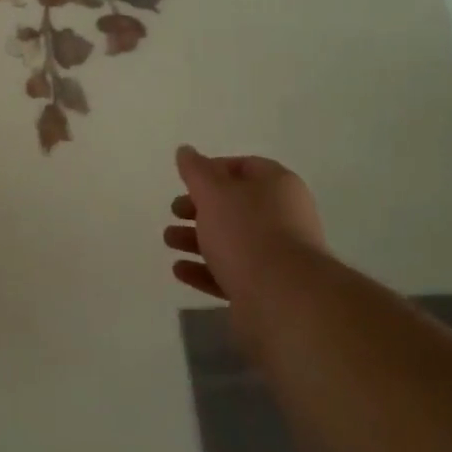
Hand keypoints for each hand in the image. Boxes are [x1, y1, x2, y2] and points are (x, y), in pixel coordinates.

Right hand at [165, 146, 328, 307]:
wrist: (283, 300)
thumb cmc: (247, 233)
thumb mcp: (213, 192)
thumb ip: (196, 171)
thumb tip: (185, 151)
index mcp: (278, 185)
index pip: (244, 167)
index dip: (212, 170)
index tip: (186, 181)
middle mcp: (283, 217)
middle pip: (235, 206)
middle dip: (200, 207)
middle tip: (174, 211)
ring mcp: (277, 256)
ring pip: (231, 241)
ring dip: (196, 239)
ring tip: (168, 240)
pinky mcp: (266, 290)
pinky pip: (231, 273)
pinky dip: (205, 270)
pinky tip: (180, 270)